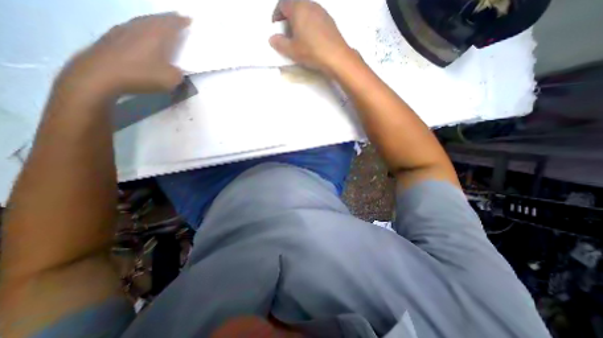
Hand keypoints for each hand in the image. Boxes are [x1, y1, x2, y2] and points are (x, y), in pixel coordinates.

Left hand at [58, 13, 189, 97]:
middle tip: (177, 17)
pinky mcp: (113, 35)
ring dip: (155, 21)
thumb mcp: (171, 79)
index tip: (189, 18)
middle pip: (157, 18)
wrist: (101, 73)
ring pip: (144, 20)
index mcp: (158, 36)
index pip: (172, 24)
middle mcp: (141, 27)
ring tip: (162, 24)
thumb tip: (176, 70)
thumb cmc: (142, 75)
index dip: (182, 21)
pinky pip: (134, 26)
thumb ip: (178, 73)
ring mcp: (125, 29)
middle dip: (169, 18)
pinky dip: (143, 27)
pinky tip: (143, 33)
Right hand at [268, 0, 353, 75]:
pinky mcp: (329, 20)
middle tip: (286, 33)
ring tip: (299, 37)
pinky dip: (309, 24)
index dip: (276, 15)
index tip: (276, 27)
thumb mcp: (292, 50)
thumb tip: (272, 38)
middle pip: (295, 5)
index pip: (282, 4)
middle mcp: (310, 4)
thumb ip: (279, 43)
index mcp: (298, 8)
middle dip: (288, 18)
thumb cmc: (311, 51)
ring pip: (306, 11)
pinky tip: (311, 39)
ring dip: (299, 21)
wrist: (336, 56)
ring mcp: (321, 11)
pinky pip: (315, 18)